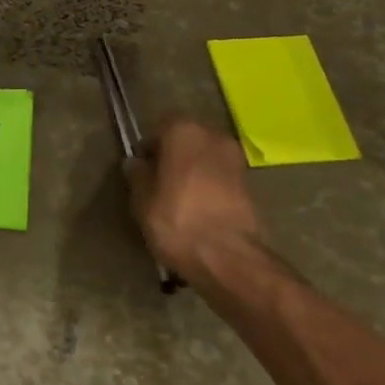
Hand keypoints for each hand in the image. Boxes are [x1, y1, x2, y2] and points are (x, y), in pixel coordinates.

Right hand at [125, 117, 263, 280]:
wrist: (227, 256)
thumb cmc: (177, 220)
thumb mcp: (142, 199)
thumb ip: (137, 175)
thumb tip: (136, 163)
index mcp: (183, 130)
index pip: (160, 127)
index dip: (149, 148)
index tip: (141, 168)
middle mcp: (212, 135)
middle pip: (186, 138)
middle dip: (173, 155)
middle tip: (158, 181)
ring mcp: (234, 158)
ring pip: (204, 156)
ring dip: (192, 169)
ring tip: (178, 196)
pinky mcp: (249, 182)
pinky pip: (219, 174)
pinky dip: (209, 184)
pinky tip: (198, 206)